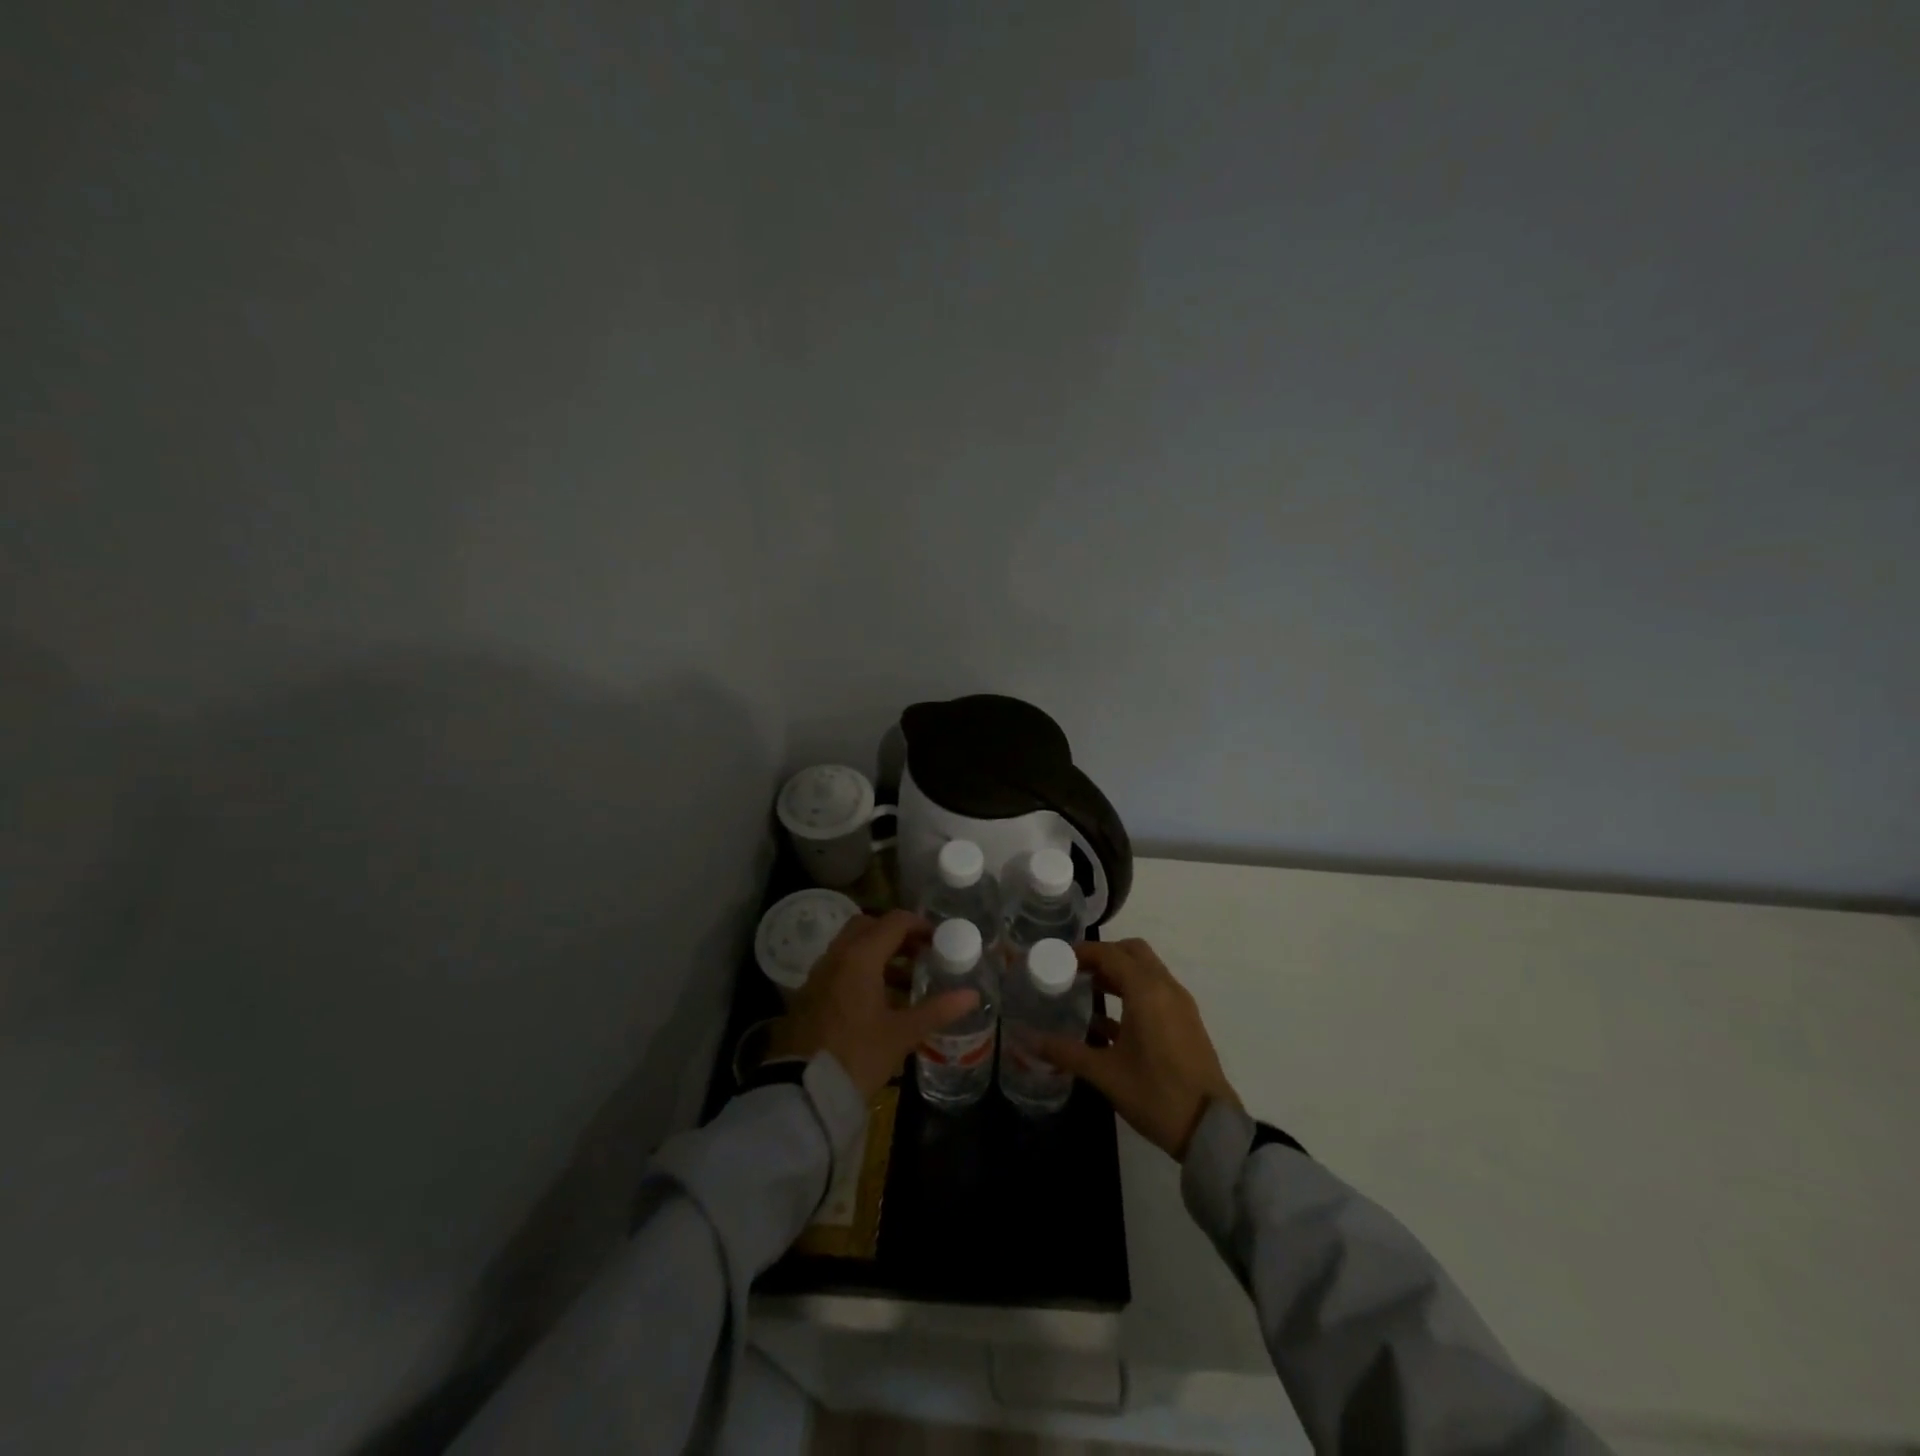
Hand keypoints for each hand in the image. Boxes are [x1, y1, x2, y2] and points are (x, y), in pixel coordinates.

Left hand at [767, 910, 980, 1100]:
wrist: (802, 1090)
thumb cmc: (857, 1056)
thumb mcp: (902, 1034)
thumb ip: (937, 1010)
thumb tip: (972, 995)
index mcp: (860, 957)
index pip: (894, 922)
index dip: (920, 925)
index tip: (939, 941)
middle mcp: (837, 956)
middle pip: (868, 926)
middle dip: (896, 935)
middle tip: (921, 954)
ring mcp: (819, 974)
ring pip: (851, 947)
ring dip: (879, 953)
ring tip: (906, 980)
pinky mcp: (810, 994)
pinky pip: (840, 966)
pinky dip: (861, 970)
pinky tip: (879, 1000)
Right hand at [1037, 938, 1239, 1160]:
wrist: (1210, 1128)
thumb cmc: (1155, 1094)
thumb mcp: (1105, 1073)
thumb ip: (1065, 1052)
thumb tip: (1027, 1040)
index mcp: (1146, 991)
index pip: (1109, 954)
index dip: (1081, 952)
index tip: (1057, 959)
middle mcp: (1166, 988)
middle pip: (1132, 953)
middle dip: (1102, 956)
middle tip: (1074, 971)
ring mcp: (1180, 1005)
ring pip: (1146, 971)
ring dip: (1118, 973)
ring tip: (1086, 991)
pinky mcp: (1185, 1022)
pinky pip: (1156, 991)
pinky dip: (1133, 992)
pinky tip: (1107, 1022)